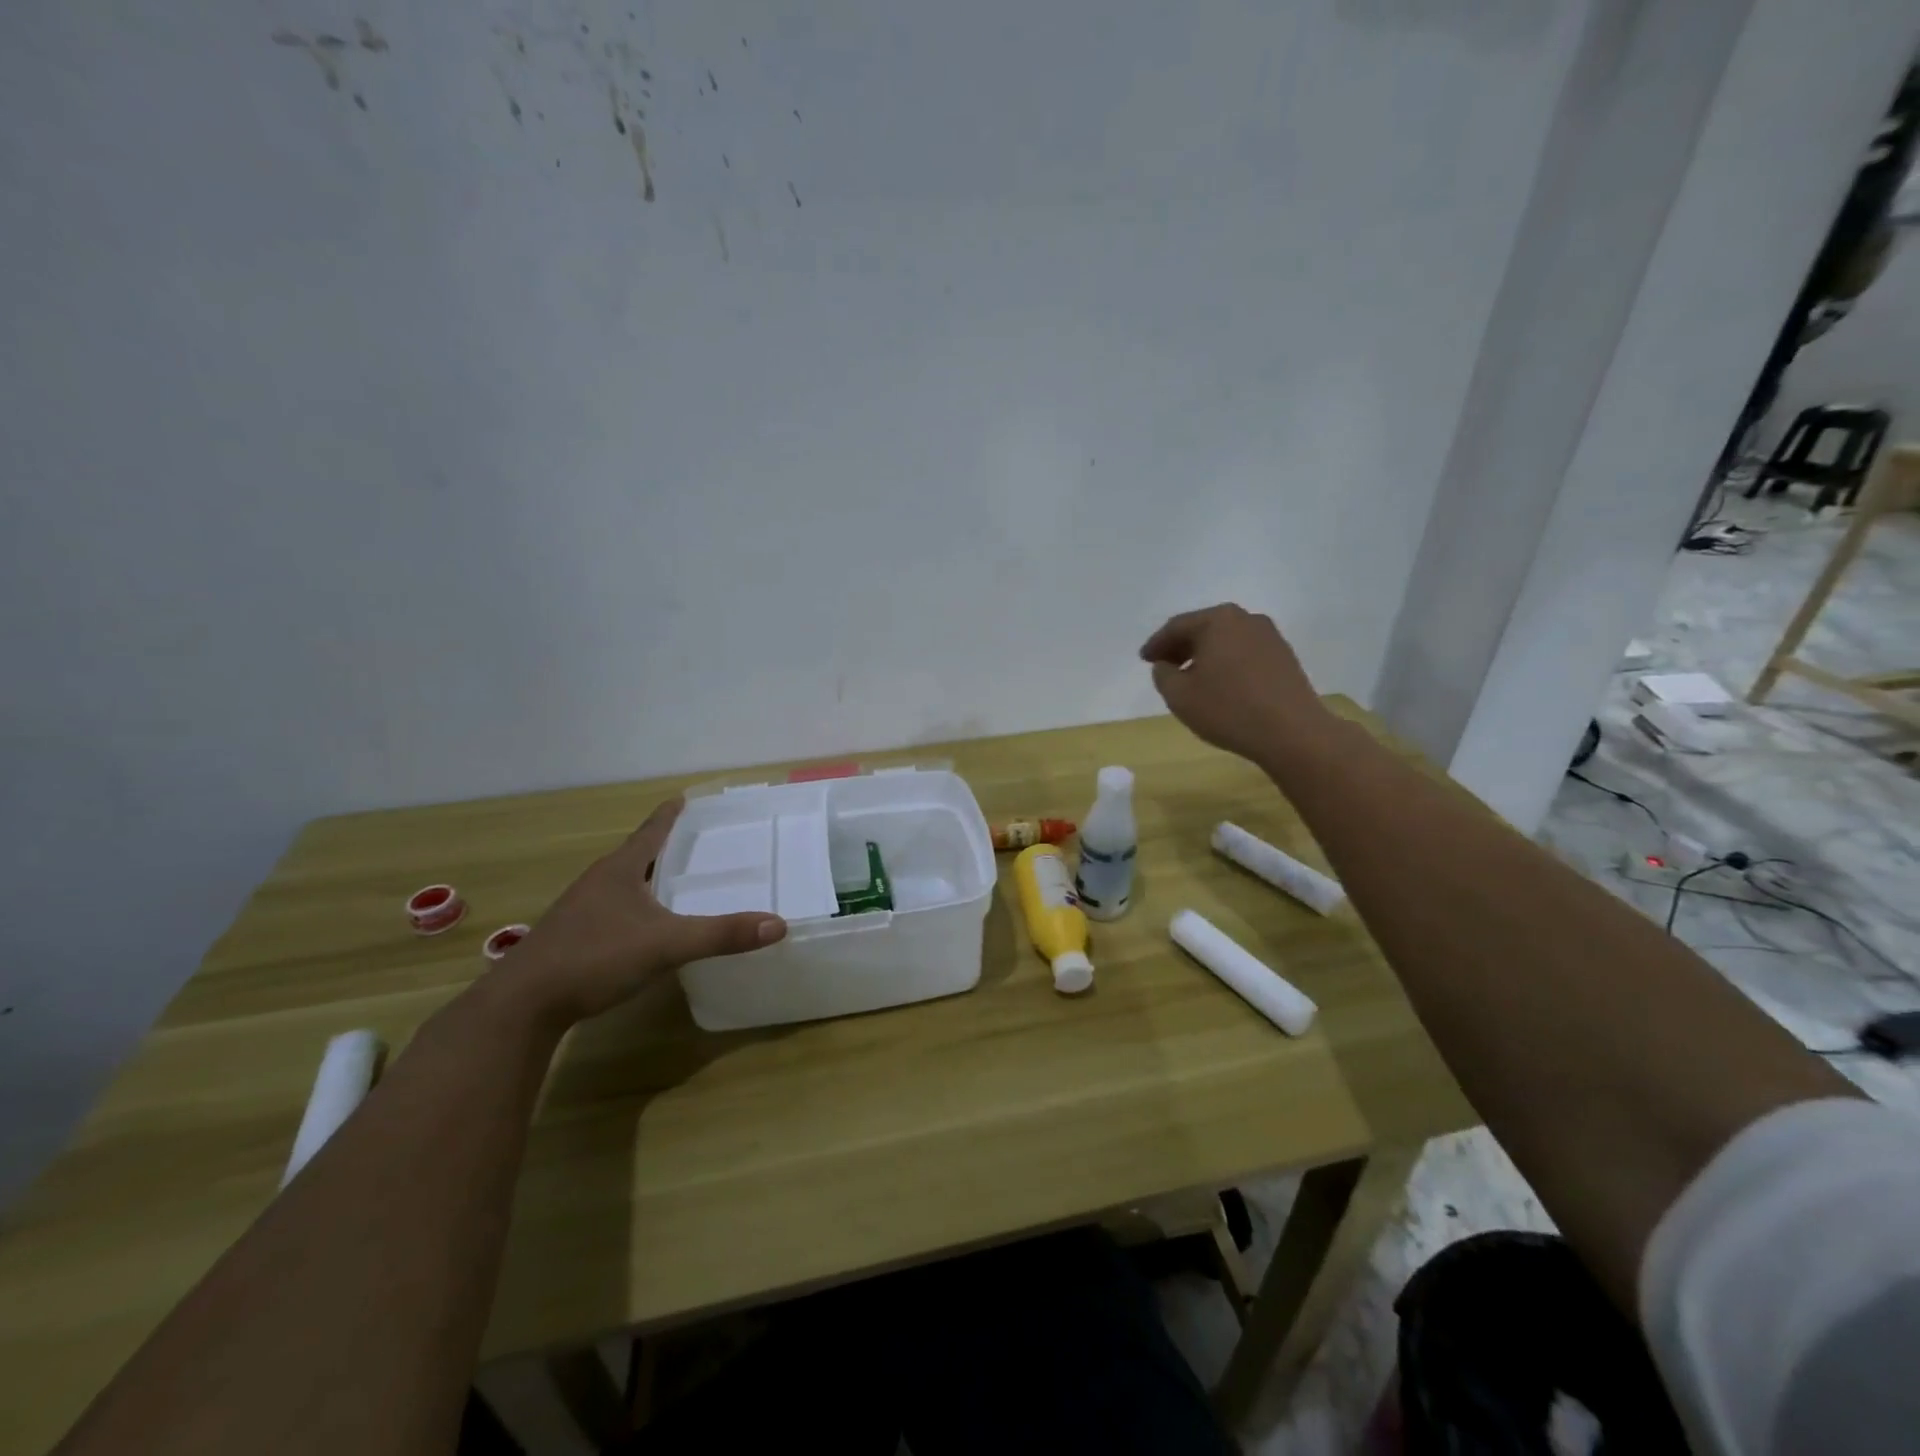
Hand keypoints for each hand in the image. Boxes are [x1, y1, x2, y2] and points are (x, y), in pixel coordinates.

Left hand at [504, 798, 785, 1025]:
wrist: (522, 1006)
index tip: (686, 798)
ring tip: (676, 882)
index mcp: (620, 870)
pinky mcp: (572, 938)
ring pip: (623, 884)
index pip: (651, 831)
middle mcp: (598, 882)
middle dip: (665, 847)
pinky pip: (613, 910)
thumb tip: (778, 925)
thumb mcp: (666, 945)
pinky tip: (646, 927)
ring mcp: (580, 910)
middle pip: (637, 855)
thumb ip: (721, 935)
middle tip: (697, 843)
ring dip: (648, 878)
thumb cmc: (594, 957)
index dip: (670, 815)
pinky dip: (635, 908)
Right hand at [1140, 604, 1329, 763]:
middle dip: (1181, 646)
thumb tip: (1164, 665)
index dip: (1156, 644)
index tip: (1144, 659)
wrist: (1292, 732)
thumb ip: (1163, 675)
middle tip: (1164, 665)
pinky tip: (1221, 684)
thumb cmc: (1228, 709)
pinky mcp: (1284, 656)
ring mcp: (1269, 636)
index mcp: (1217, 620)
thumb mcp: (1179, 696)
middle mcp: (1245, 619)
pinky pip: (1244, 653)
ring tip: (1190, 677)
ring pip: (1226, 640)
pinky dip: (1226, 663)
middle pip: (1204, 628)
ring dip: (1205, 655)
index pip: (1177, 627)